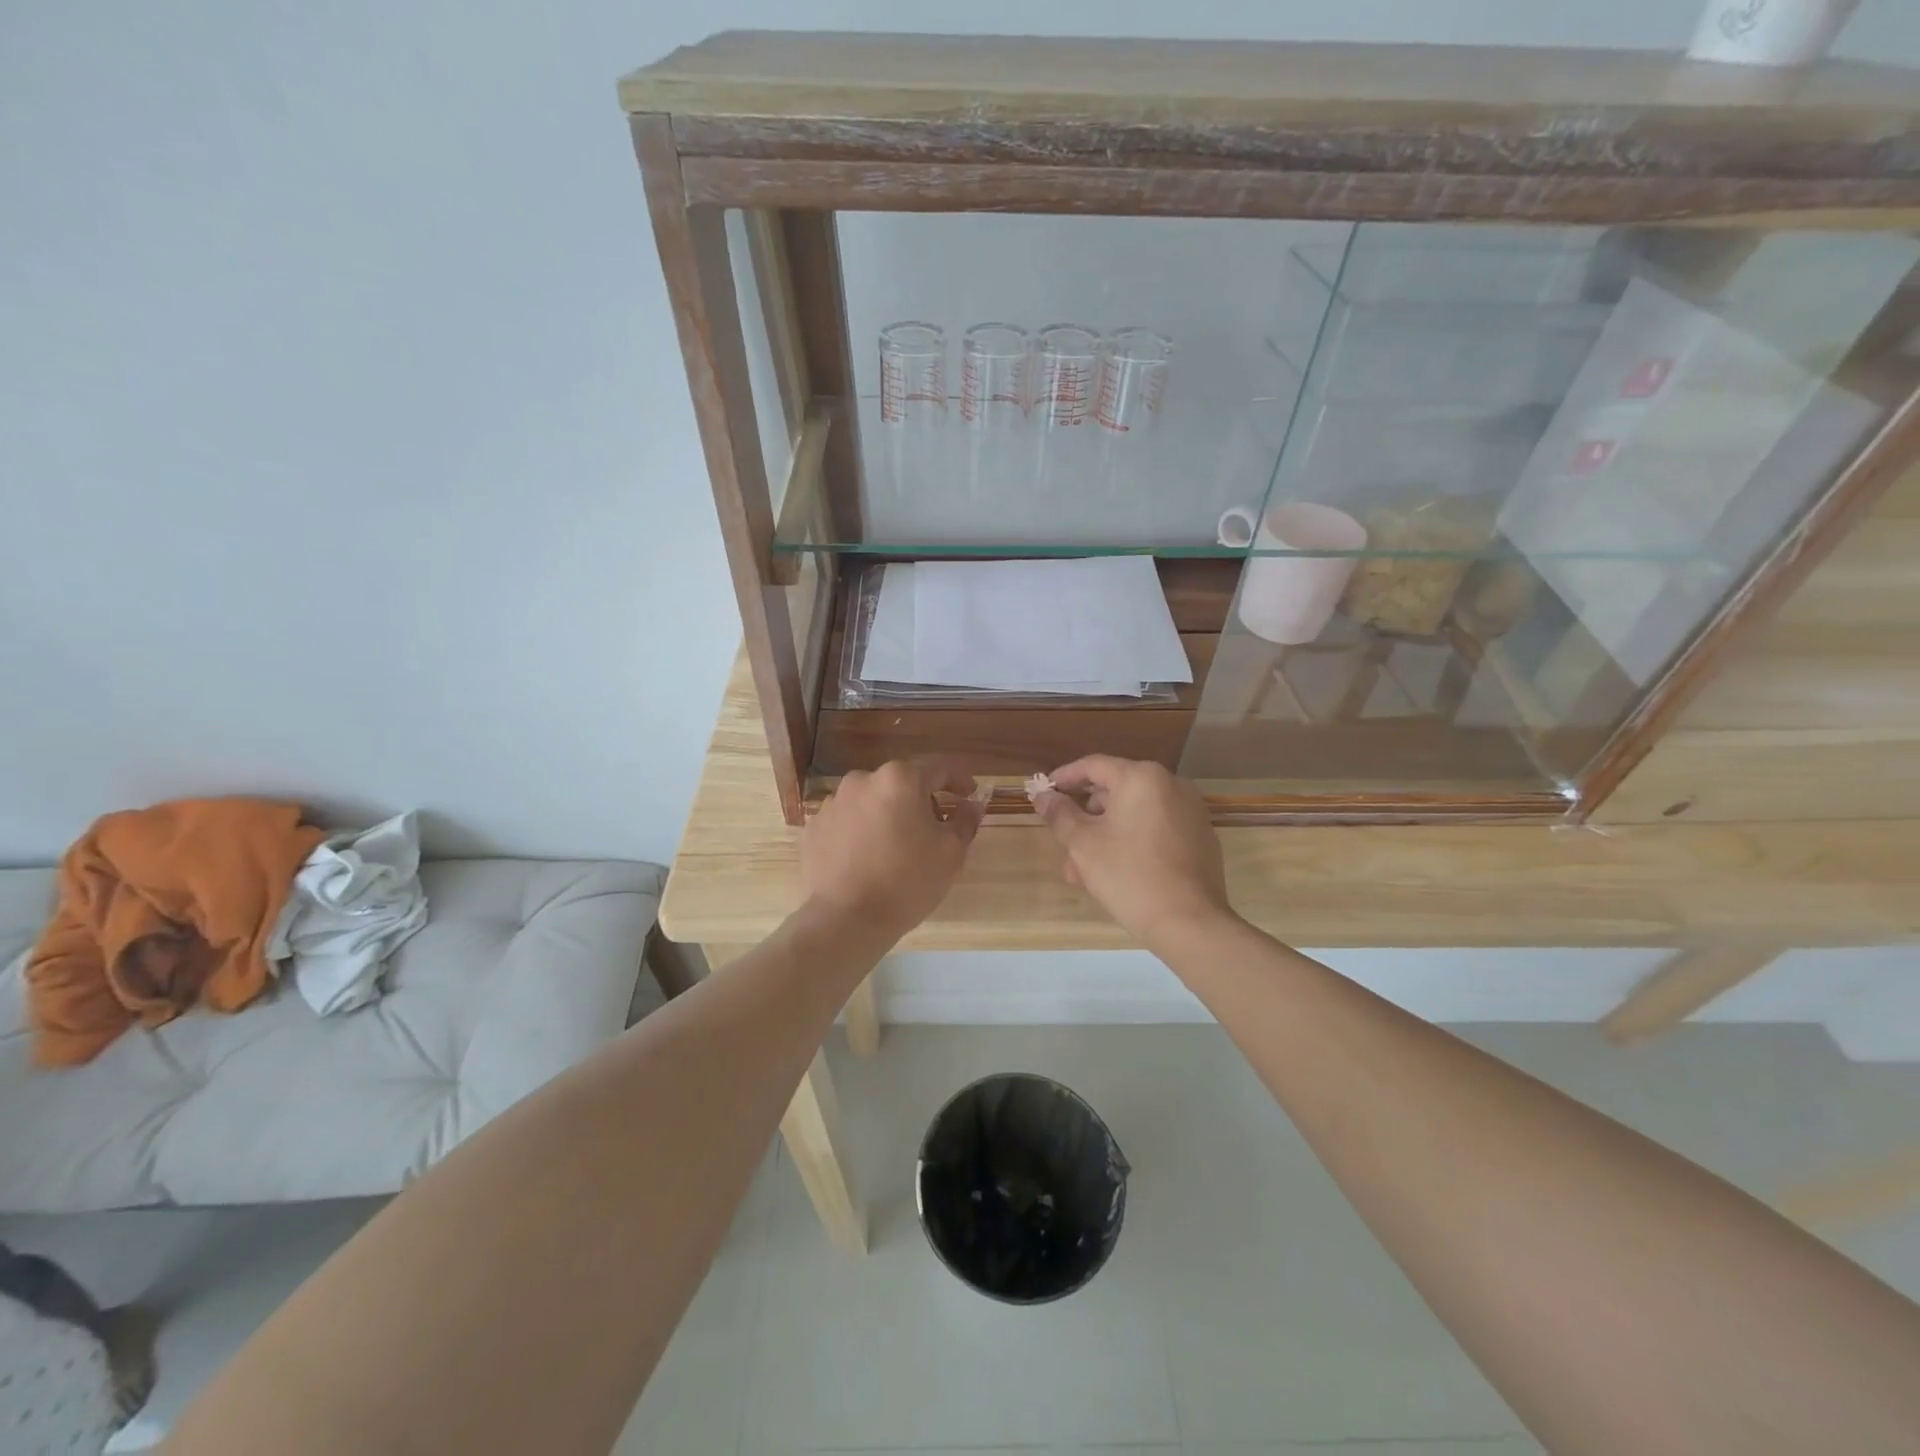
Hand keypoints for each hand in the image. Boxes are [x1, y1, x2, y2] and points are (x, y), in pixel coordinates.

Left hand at [801, 759, 984, 937]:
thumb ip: (965, 820)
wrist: (846, 919)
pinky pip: (849, 822)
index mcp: (899, 778)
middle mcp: (862, 780)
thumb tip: (973, 804)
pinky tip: (870, 858)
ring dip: (889, 815)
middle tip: (936, 828)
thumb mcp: (951, 852)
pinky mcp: (815, 828)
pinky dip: (863, 832)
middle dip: (921, 800)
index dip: (959, 781)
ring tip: (899, 847)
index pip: (938, 768)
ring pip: (873, 802)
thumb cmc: (907, 881)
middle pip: (902, 783)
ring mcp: (833, 803)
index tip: (970, 794)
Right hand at [1035, 756, 1232, 946]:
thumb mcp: (1083, 844)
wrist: (1189, 923)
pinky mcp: (1200, 836)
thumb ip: (1060, 814)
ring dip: (1105, 835)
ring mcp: (1190, 811)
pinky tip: (1115, 873)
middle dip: (1085, 817)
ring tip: (1083, 871)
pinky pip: (1155, 829)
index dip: (1064, 778)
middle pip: (1115, 791)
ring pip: (1134, 814)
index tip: (1044, 793)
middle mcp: (1170, 784)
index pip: (1093, 766)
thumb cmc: (1129, 875)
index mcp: (1141, 778)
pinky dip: (1132, 842)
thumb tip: (1044, 796)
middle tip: (1063, 844)